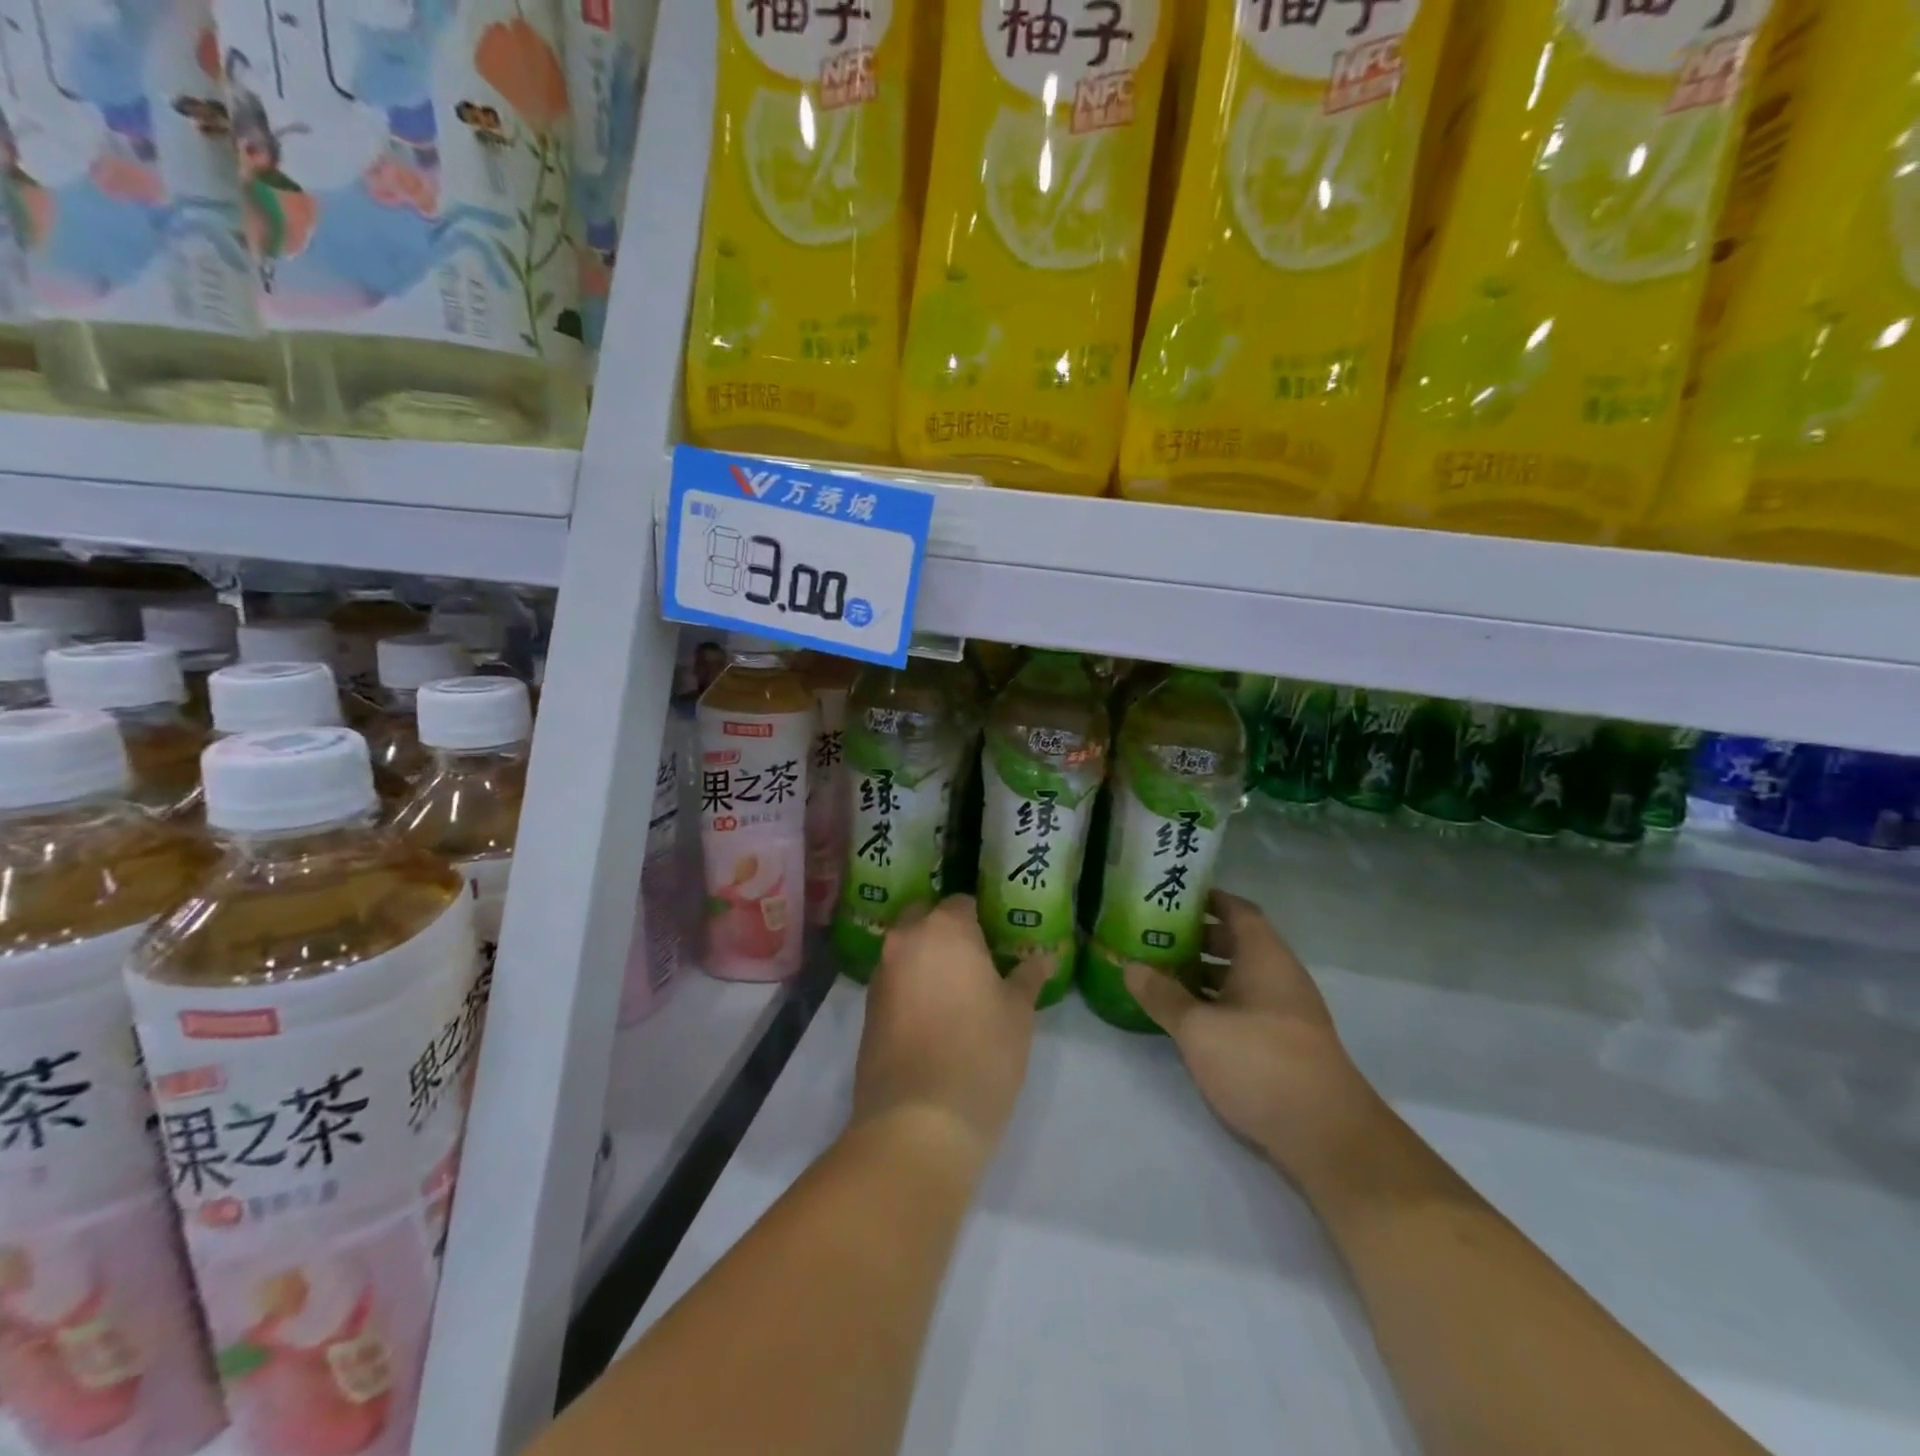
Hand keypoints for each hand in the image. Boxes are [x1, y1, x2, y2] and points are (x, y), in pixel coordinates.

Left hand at [853, 895, 1052, 1161]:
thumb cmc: (981, 1054)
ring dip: (926, 960)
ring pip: (906, 950)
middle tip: (976, 963)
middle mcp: (906, 941)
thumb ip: (1027, 978)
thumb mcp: (1018, 1014)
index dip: (981, 920)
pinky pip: (894, 982)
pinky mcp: (867, 1009)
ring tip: (956, 993)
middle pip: (926, 918)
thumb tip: (1043, 958)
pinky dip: (910, 988)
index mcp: (945, 929)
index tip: (997, 942)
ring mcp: (881, 974)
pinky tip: (932, 1018)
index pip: (962, 903)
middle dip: (946, 933)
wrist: (918, 1122)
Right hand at [1124, 891, 1381, 1181]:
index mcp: (1264, 957)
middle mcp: (1280, 976)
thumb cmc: (1259, 1062)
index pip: (1238, 910)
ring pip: (1241, 977)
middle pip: (1238, 942)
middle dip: (1198, 937)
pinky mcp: (1286, 1044)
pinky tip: (1190, 1018)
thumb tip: (1130, 966)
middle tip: (1156, 936)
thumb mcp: (1198, 1027)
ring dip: (1206, 973)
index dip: (1208, 899)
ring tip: (1163, 975)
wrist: (1326, 1135)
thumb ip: (1162, 995)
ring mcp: (1287, 1012)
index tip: (1173, 897)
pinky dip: (1218, 1002)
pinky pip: (1246, 1006)